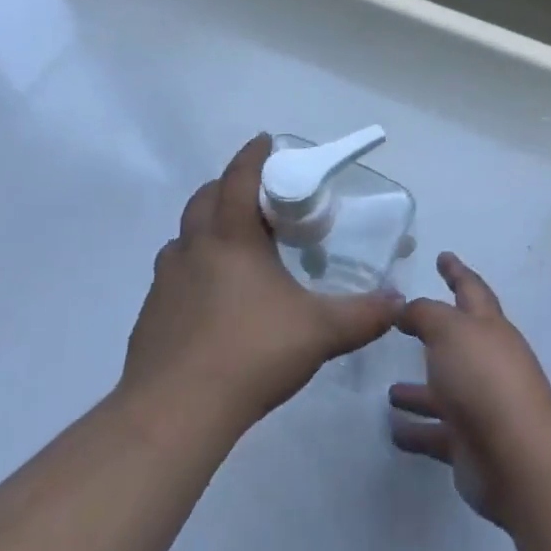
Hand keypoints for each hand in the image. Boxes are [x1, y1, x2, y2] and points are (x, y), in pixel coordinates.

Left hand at [122, 135, 403, 431]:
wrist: (176, 410)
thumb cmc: (251, 353)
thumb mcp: (319, 332)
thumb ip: (363, 314)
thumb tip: (398, 301)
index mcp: (232, 238)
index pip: (239, 177)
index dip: (252, 155)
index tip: (264, 140)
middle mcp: (194, 247)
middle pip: (205, 198)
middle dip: (228, 186)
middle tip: (255, 197)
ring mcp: (166, 280)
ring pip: (184, 236)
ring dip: (206, 227)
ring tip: (233, 246)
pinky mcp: (151, 312)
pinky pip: (172, 273)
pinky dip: (191, 268)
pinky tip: (209, 297)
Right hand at [389, 252, 550, 530]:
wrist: (518, 459)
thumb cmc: (484, 380)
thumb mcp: (449, 330)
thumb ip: (424, 314)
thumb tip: (406, 310)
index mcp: (488, 328)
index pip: (471, 290)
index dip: (456, 272)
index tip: (443, 256)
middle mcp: (487, 363)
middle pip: (457, 341)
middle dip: (433, 332)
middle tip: (404, 324)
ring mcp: (481, 406)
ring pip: (443, 391)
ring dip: (419, 390)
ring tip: (390, 391)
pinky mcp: (470, 444)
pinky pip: (436, 433)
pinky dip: (417, 430)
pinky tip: (394, 430)